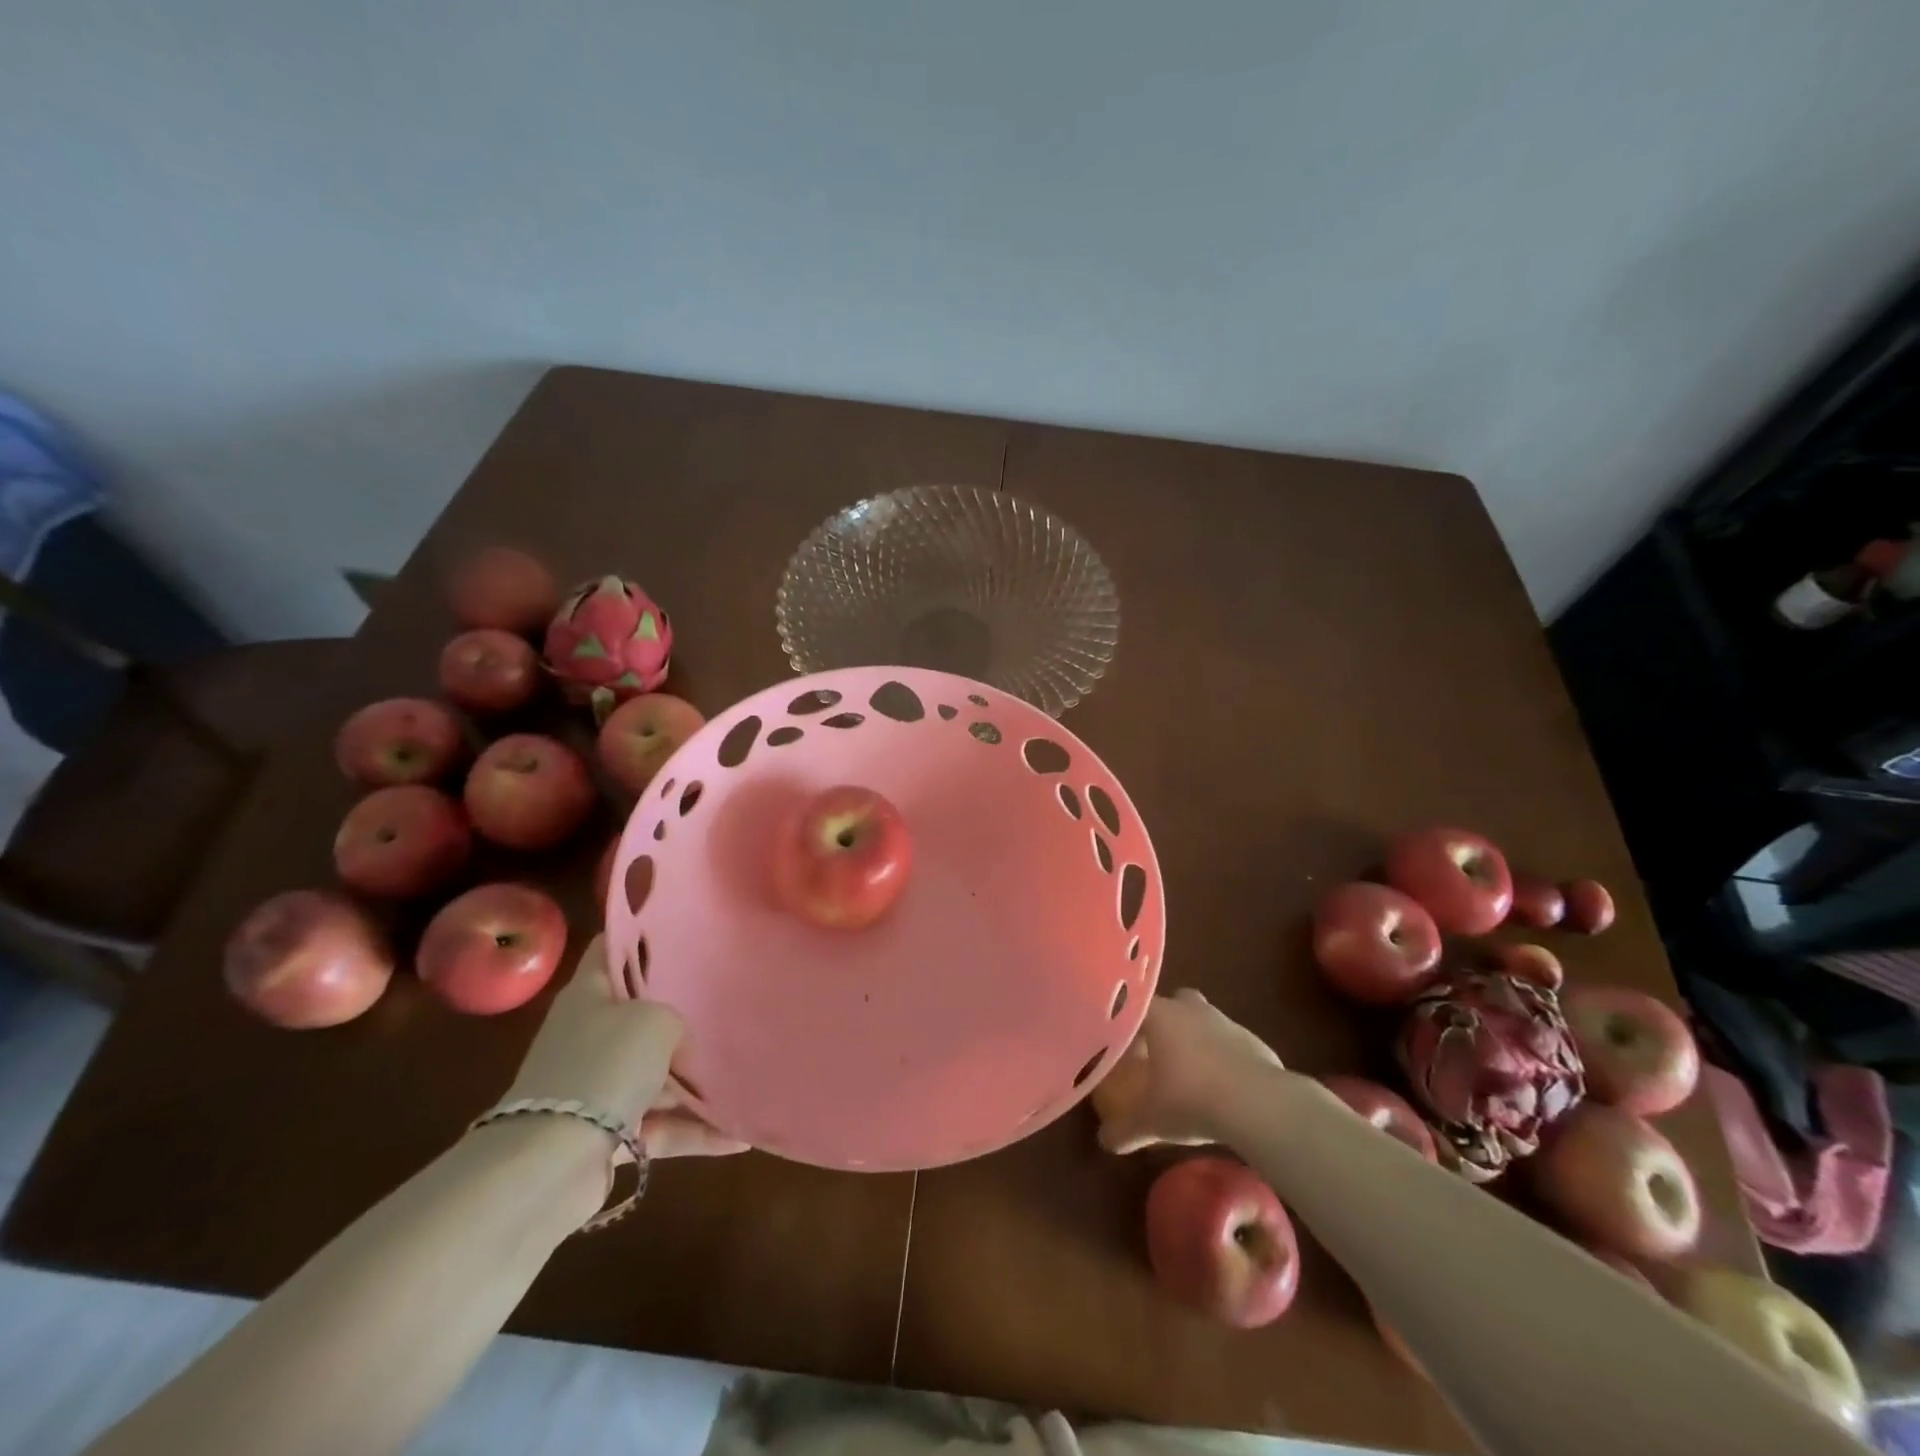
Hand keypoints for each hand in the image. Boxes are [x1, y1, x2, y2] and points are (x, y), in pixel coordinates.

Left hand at [505, 937, 745, 1158]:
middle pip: (641, 1014)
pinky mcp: (606, 1134)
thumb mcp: (655, 1021)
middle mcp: (590, 1035)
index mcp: (589, 995)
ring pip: (656, 1075)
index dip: (643, 935)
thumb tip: (681, 1040)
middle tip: (730, 1000)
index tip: (686, 931)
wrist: (549, 1165)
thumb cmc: (604, 1067)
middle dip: (683, 1013)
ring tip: (747, 1075)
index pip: (612, 949)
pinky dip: (695, 1131)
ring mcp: (597, 1087)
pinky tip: (740, 1136)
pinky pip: (660, 1126)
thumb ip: (677, 1018)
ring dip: (697, 1082)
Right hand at [1093, 989, 1283, 1153]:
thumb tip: (1105, 1141)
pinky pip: (1231, 1044)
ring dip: (1197, 1040)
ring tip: (1192, 1075)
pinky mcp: (1254, 1041)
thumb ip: (1124, 1129)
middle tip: (1157, 1053)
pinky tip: (1224, 1088)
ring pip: (1204, 1021)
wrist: (1258, 1105)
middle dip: (1166, 1024)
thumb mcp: (1151, 1122)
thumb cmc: (1192, 1100)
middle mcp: (1190, 1008)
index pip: (1133, 1006)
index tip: (1121, 1045)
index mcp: (1160, 1015)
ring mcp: (1226, 1021)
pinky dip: (1225, 1059)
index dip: (1125, 1024)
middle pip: (1173, 1004)